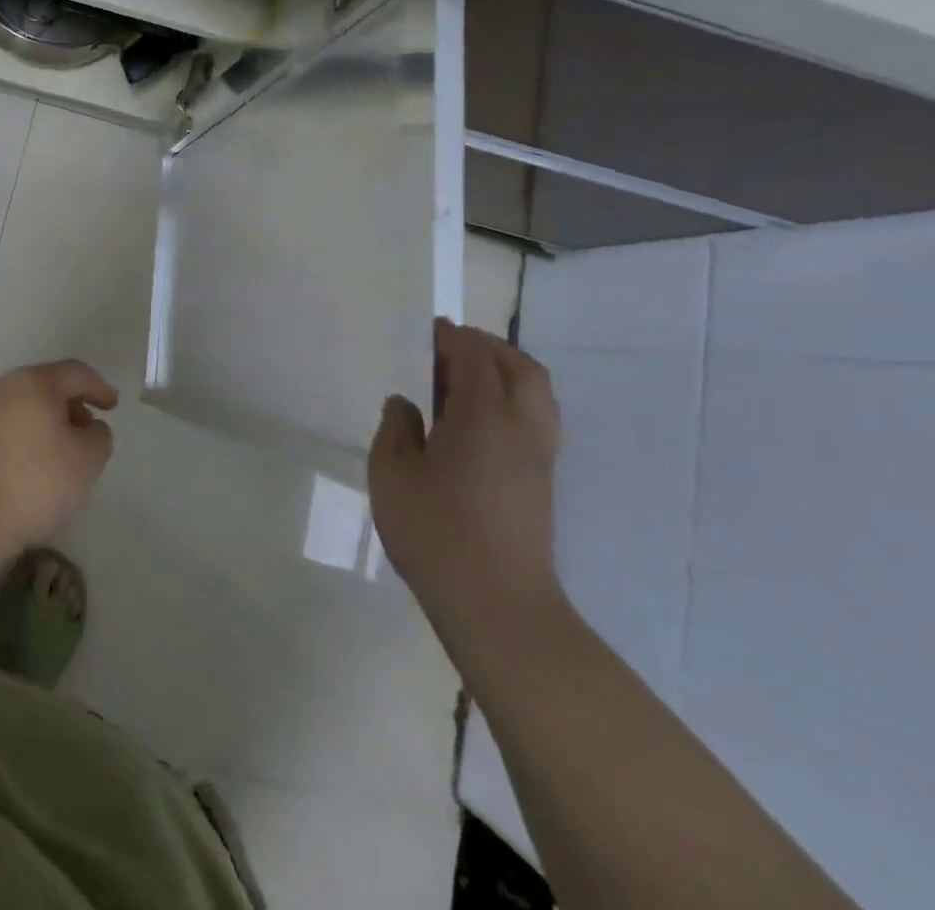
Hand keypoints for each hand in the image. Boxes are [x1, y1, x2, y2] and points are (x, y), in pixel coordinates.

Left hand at [0, 360, 117, 553]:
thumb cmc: (32, 484)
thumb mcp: (85, 462)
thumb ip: (99, 436)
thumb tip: (90, 426)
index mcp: (34, 382)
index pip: (75, 372)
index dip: (98, 387)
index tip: (112, 405)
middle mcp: (2, 384)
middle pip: (44, 385)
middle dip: (69, 404)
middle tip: (85, 430)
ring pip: (19, 403)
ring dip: (42, 419)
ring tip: (56, 450)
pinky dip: (18, 433)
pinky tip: (24, 462)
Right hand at [368, 319, 562, 628]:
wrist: (497, 605)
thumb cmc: (436, 533)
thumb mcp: (392, 475)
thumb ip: (396, 430)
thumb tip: (406, 405)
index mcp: (484, 416)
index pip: (474, 357)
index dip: (451, 337)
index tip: (429, 329)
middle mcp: (521, 428)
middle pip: (520, 368)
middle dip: (486, 348)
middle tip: (449, 348)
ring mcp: (538, 457)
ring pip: (536, 394)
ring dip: (505, 373)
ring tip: (463, 381)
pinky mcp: (542, 482)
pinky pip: (535, 419)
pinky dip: (511, 400)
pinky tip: (477, 422)